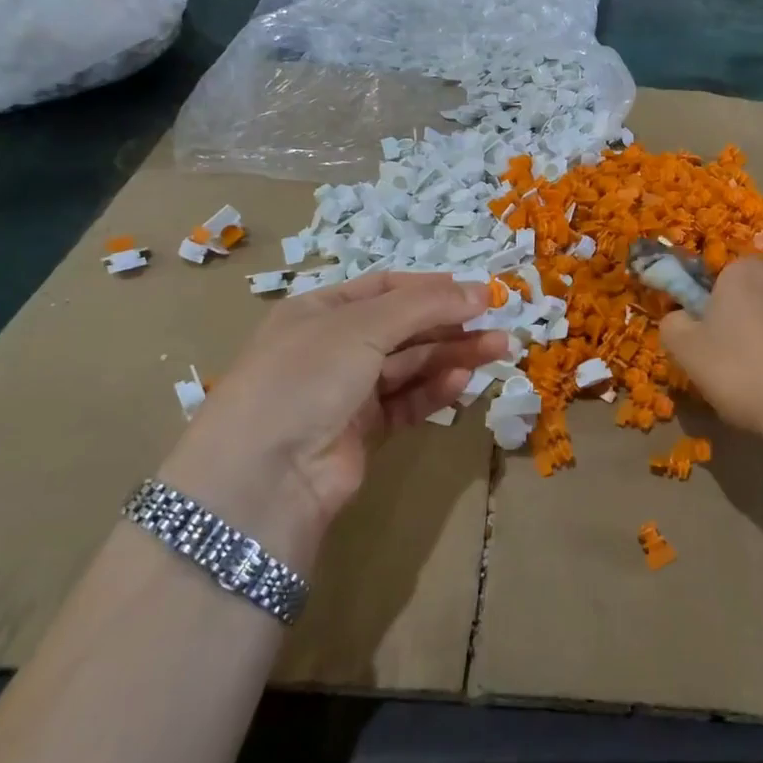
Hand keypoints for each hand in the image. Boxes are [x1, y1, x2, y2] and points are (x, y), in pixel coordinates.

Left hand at [160, 275, 506, 551]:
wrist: (264, 475)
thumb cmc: (306, 375)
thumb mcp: (361, 327)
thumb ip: (424, 306)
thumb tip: (481, 290)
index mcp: (320, 310)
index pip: (384, 288)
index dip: (431, 287)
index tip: (476, 292)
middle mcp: (332, 347)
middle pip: (403, 327)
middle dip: (450, 323)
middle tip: (499, 323)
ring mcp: (346, 391)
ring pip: (410, 365)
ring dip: (452, 355)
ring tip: (498, 350)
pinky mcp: (362, 432)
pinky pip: (406, 403)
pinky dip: (433, 391)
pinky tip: (462, 381)